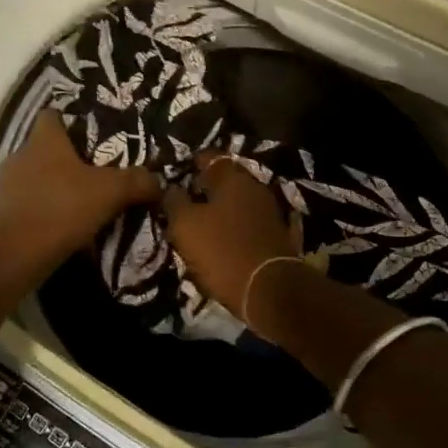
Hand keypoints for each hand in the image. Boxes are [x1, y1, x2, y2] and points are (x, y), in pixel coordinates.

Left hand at [0, 112, 158, 272]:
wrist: (15, 253)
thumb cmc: (62, 207)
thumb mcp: (111, 191)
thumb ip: (137, 181)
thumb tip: (157, 181)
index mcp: (44, 139)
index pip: (52, 115)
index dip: (71, 122)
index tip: (92, 136)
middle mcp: (20, 155)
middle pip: (45, 148)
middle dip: (67, 160)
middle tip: (95, 173)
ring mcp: (6, 186)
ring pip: (35, 178)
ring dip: (54, 188)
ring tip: (81, 203)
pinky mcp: (0, 214)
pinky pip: (28, 205)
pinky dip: (43, 212)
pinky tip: (63, 227)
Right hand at [161, 153, 299, 317]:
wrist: (270, 291)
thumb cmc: (222, 251)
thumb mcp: (185, 225)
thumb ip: (174, 201)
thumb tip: (170, 188)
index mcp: (233, 176)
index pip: (208, 156)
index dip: (188, 164)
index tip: (172, 177)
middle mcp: (255, 186)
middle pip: (224, 179)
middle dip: (204, 188)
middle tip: (182, 203)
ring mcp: (269, 210)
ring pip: (236, 201)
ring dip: (219, 210)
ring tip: (198, 225)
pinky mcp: (276, 234)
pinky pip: (248, 222)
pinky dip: (234, 226)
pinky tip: (221, 239)